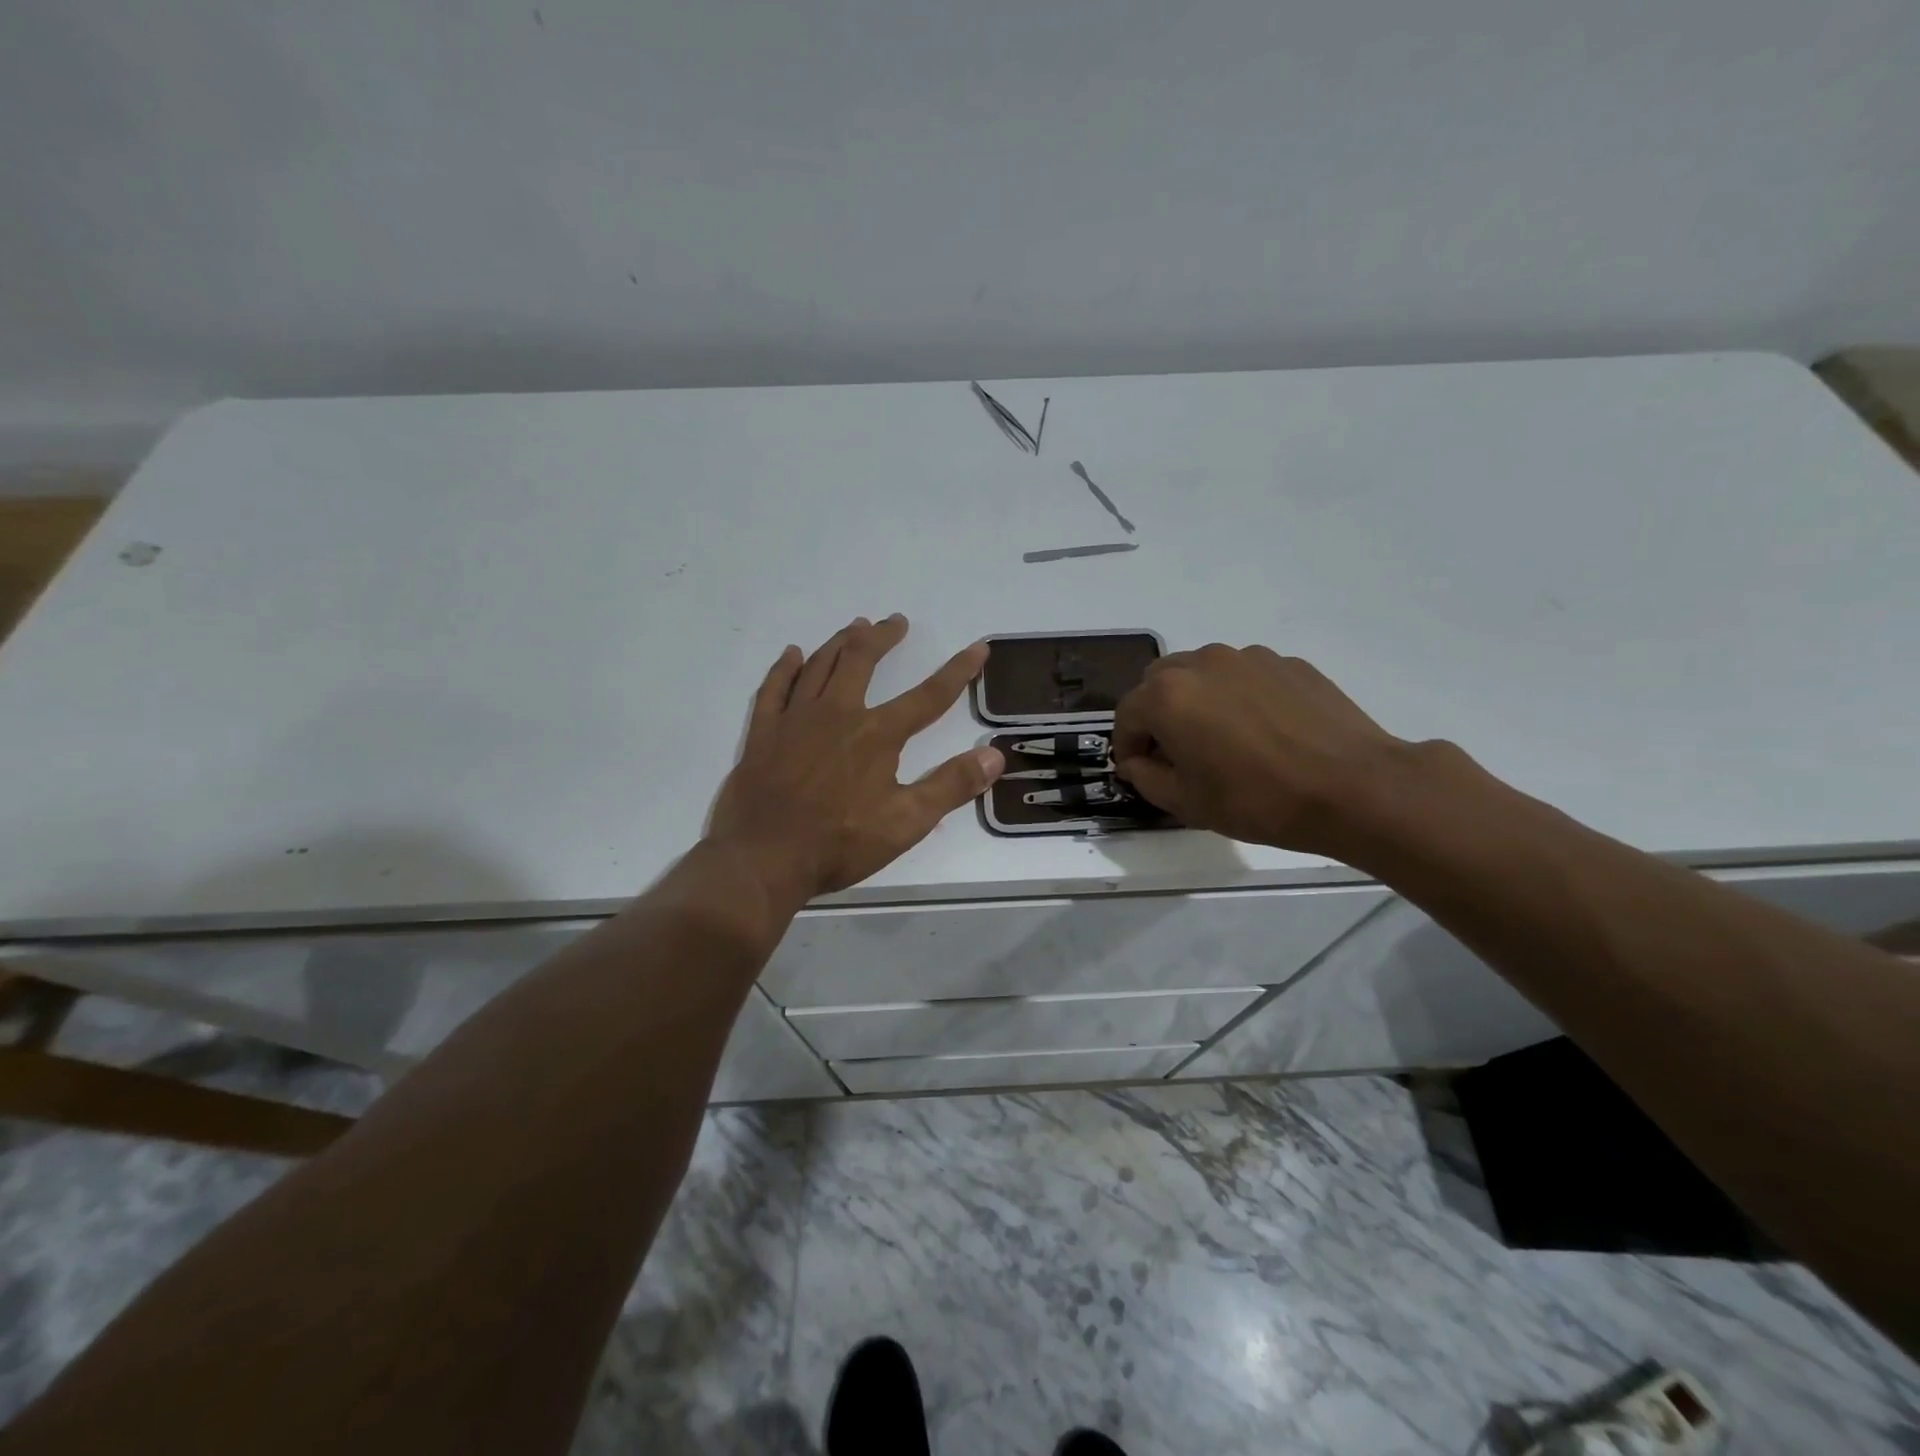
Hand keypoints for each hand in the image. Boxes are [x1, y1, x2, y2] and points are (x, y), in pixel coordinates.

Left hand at [708, 615, 1004, 900]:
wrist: (764, 858)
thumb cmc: (840, 843)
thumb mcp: (907, 822)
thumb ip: (951, 785)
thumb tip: (994, 755)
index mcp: (877, 734)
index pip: (928, 696)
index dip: (957, 671)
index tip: (978, 648)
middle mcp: (837, 714)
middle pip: (862, 661)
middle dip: (882, 637)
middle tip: (895, 621)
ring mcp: (795, 720)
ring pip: (819, 666)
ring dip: (840, 642)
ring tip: (855, 626)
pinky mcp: (764, 733)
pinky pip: (774, 688)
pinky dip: (785, 667)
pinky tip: (793, 654)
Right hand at [1111, 644, 1419, 856]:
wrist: (1354, 787)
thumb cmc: (1258, 800)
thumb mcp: (1187, 803)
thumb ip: (1146, 777)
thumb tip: (1137, 762)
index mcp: (1168, 695)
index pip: (1127, 714)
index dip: (1126, 745)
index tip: (1138, 769)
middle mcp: (1202, 663)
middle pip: (1159, 682)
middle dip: (1157, 714)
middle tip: (1177, 752)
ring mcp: (1249, 657)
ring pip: (1203, 673)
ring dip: (1198, 700)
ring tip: (1223, 739)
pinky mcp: (1288, 662)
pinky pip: (1245, 676)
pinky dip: (1239, 697)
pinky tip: (1264, 732)